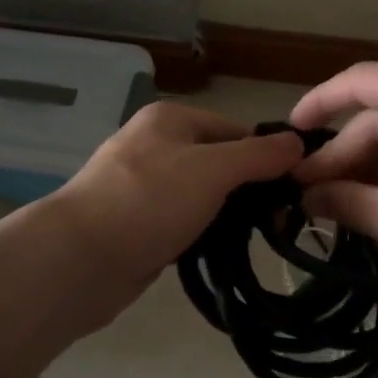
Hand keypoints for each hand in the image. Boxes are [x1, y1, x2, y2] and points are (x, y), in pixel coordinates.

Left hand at [56, 101, 304, 296]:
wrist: (80, 258)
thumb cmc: (150, 200)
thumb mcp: (213, 170)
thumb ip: (257, 156)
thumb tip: (297, 141)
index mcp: (170, 119)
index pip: (234, 129)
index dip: (265, 156)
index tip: (293, 191)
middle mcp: (155, 145)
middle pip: (217, 162)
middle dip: (246, 189)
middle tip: (277, 221)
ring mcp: (142, 186)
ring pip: (200, 195)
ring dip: (224, 215)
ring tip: (253, 239)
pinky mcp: (136, 223)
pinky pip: (180, 221)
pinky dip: (199, 234)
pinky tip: (216, 252)